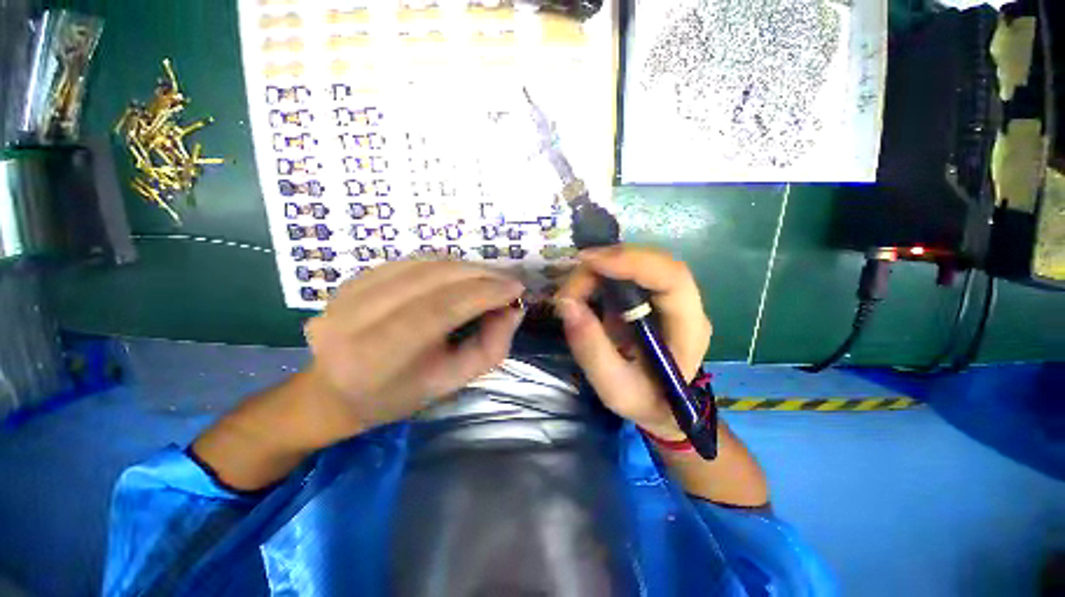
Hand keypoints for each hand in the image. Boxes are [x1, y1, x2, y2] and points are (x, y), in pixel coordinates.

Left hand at [304, 259, 525, 435]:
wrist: (334, 390)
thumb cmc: (399, 394)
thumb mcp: (452, 382)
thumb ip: (490, 347)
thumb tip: (513, 310)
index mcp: (379, 355)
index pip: (441, 309)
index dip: (483, 293)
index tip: (516, 288)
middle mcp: (357, 317)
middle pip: (432, 279)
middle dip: (479, 274)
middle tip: (507, 280)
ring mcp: (349, 292)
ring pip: (423, 264)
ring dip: (464, 267)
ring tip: (488, 278)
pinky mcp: (352, 279)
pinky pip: (410, 262)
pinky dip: (443, 265)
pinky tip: (459, 275)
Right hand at [555, 246, 711, 440]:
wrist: (662, 406)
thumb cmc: (645, 401)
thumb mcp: (615, 388)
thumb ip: (591, 350)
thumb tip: (566, 305)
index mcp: (689, 329)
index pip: (672, 278)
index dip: (632, 261)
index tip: (590, 262)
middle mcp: (684, 304)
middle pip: (652, 262)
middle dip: (606, 264)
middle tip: (570, 288)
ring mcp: (666, 296)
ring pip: (636, 262)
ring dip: (599, 270)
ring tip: (572, 294)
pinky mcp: (648, 295)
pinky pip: (625, 271)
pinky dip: (599, 275)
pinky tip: (582, 290)